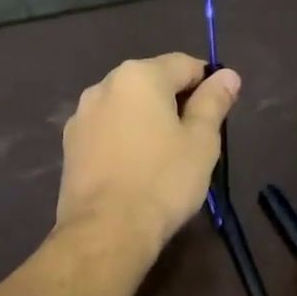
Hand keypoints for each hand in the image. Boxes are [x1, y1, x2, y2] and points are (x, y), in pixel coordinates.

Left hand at [55, 54, 241, 254]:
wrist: (106, 230)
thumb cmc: (163, 181)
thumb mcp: (201, 141)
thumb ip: (213, 102)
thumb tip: (227, 74)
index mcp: (139, 75)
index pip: (184, 65)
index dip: (207, 84)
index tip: (218, 113)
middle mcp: (104, 85)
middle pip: (151, 83)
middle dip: (174, 102)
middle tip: (193, 140)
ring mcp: (81, 116)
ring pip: (125, 108)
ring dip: (146, 121)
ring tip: (163, 157)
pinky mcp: (69, 146)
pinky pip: (106, 131)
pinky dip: (123, 139)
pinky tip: (134, 169)